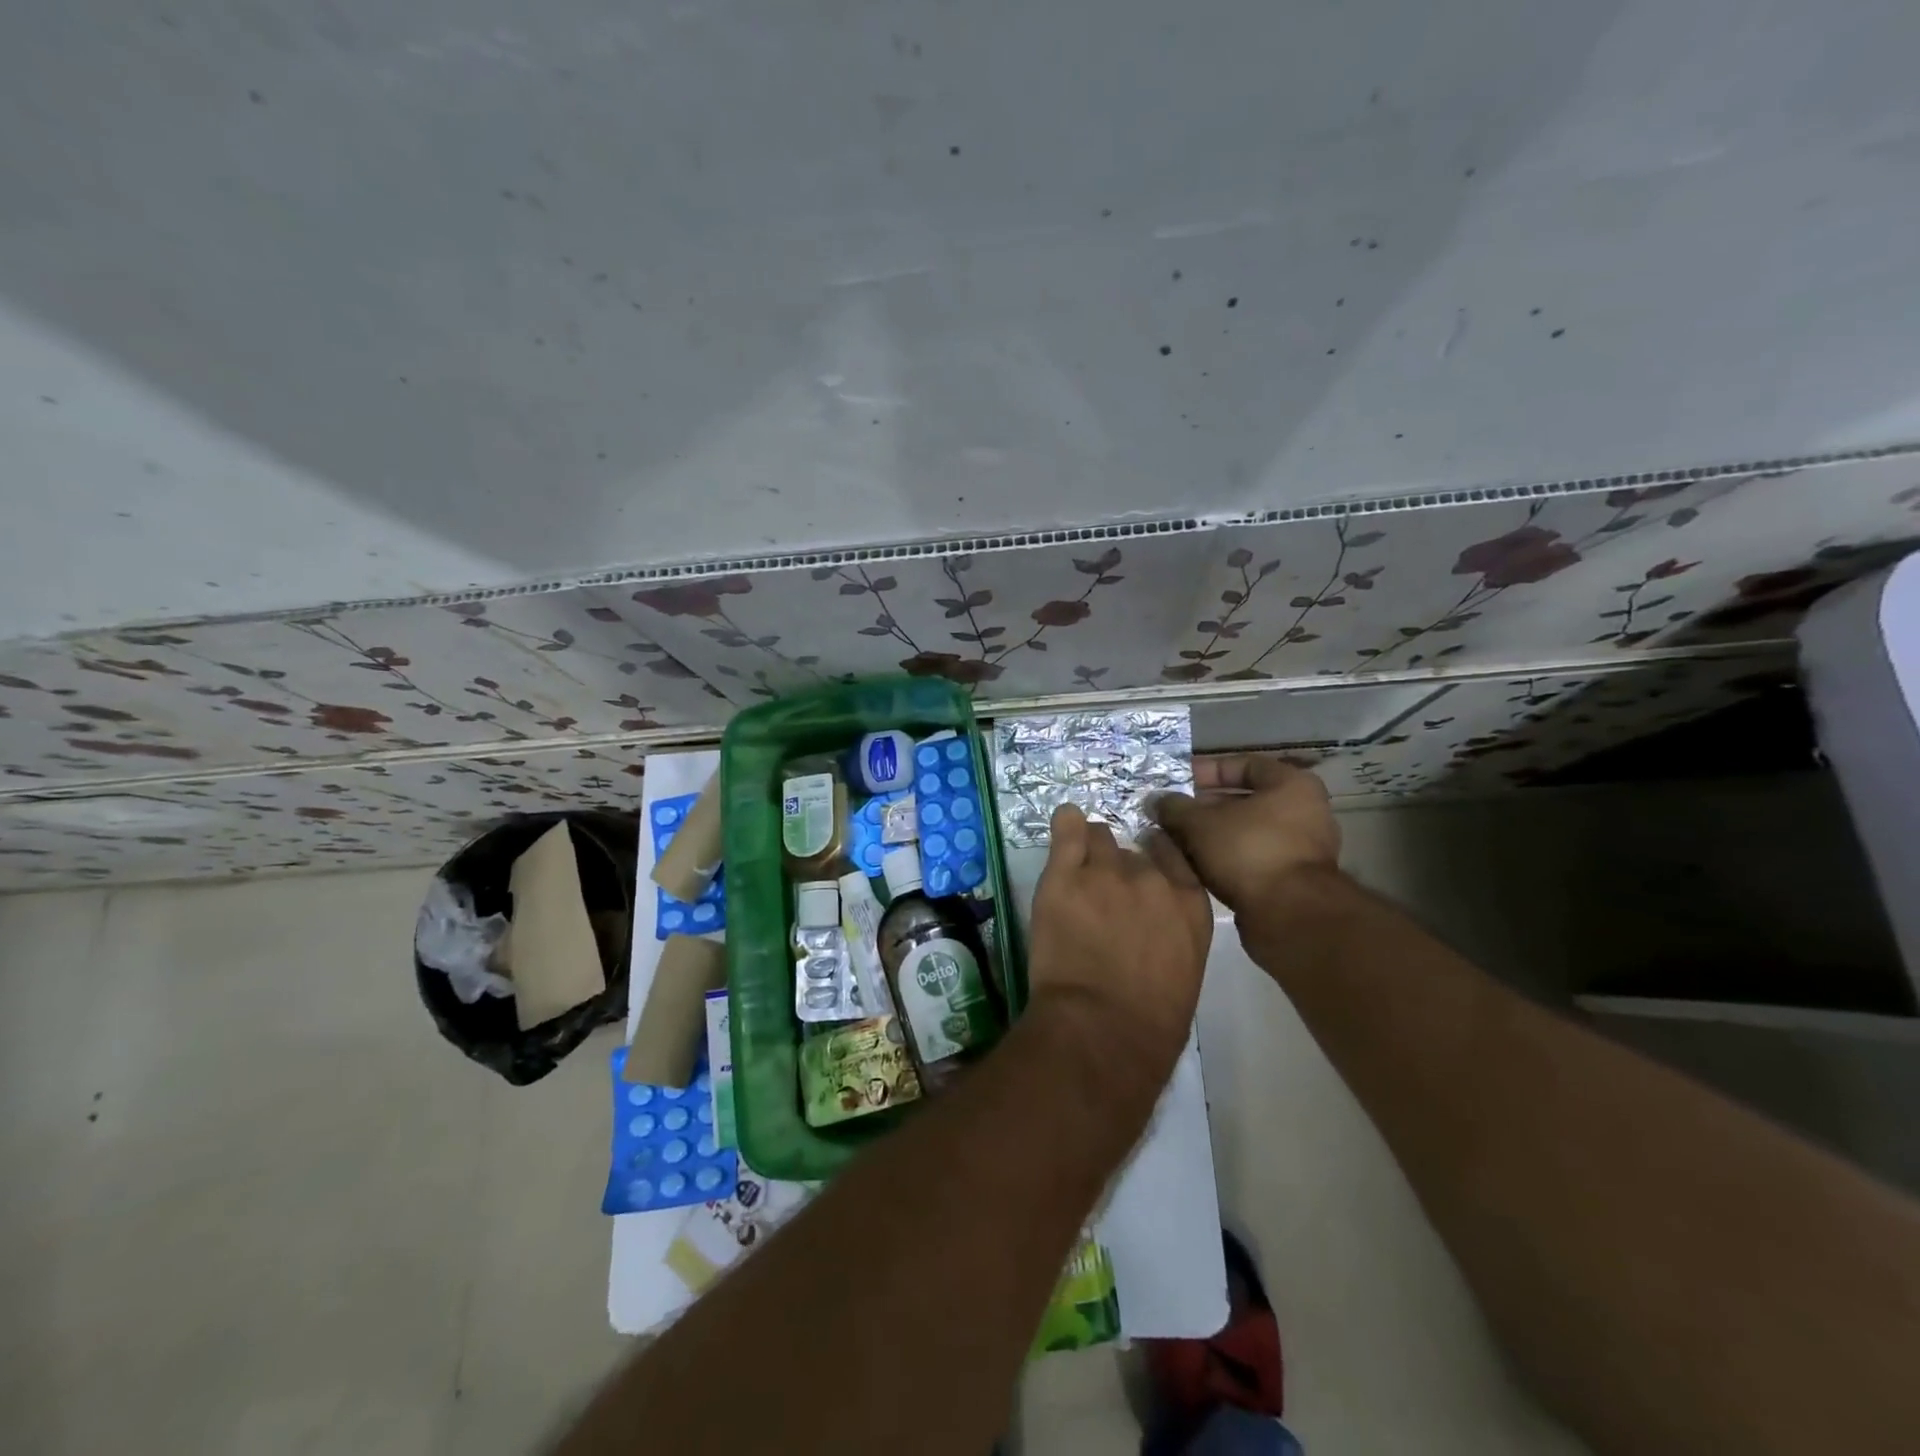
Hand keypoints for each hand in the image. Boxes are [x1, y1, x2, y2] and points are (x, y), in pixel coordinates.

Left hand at [1025, 804, 1212, 1104]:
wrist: (1102, 1030)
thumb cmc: (1150, 1021)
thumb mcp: (1184, 969)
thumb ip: (1172, 928)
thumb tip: (1154, 920)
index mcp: (1189, 902)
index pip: (1171, 853)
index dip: (1153, 859)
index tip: (1139, 872)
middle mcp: (1151, 877)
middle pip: (1132, 850)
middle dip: (1118, 867)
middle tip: (1102, 895)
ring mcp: (1106, 872)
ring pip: (1099, 837)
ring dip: (1091, 852)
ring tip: (1078, 875)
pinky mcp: (1064, 875)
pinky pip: (1067, 828)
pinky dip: (1065, 825)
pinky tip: (1064, 824)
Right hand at [1149, 756, 1340, 915]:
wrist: (1290, 916)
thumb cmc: (1248, 852)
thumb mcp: (1199, 823)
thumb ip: (1175, 808)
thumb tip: (1156, 801)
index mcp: (1291, 785)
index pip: (1242, 764)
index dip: (1205, 770)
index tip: (1176, 782)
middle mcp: (1304, 811)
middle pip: (1243, 800)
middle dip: (1202, 807)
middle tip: (1170, 813)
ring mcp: (1301, 847)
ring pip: (1244, 831)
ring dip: (1210, 835)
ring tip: (1174, 839)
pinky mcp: (1293, 879)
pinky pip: (1251, 857)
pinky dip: (1224, 857)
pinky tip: (1193, 864)